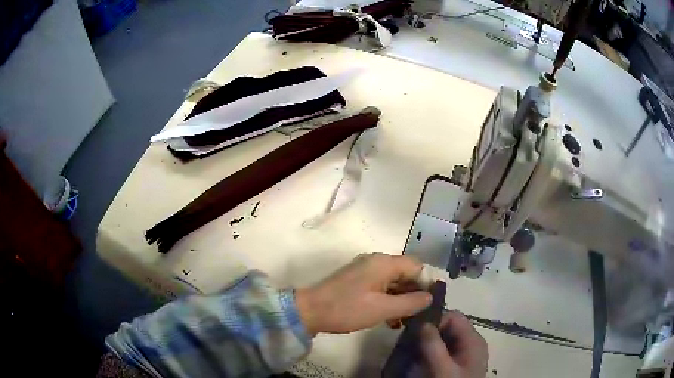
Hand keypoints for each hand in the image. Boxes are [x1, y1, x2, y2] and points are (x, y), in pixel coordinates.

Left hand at [295, 253, 431, 335]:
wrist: (310, 311)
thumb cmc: (348, 309)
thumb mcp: (383, 309)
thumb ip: (410, 303)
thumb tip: (430, 297)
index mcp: (383, 263)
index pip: (416, 266)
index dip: (425, 284)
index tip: (427, 304)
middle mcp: (376, 262)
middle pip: (405, 274)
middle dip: (413, 294)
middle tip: (417, 316)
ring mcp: (365, 271)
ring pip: (393, 282)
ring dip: (400, 300)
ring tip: (403, 321)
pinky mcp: (357, 281)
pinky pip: (380, 287)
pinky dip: (388, 300)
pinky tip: (390, 319)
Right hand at [419, 311, 488, 377]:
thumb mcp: (441, 368)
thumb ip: (433, 345)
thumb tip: (422, 323)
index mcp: (473, 340)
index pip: (453, 316)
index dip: (434, 321)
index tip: (415, 333)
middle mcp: (472, 343)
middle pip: (449, 327)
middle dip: (430, 333)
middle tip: (411, 344)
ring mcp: (467, 353)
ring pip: (446, 338)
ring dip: (429, 343)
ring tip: (414, 353)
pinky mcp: (460, 363)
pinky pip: (445, 350)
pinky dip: (433, 352)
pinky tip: (422, 361)